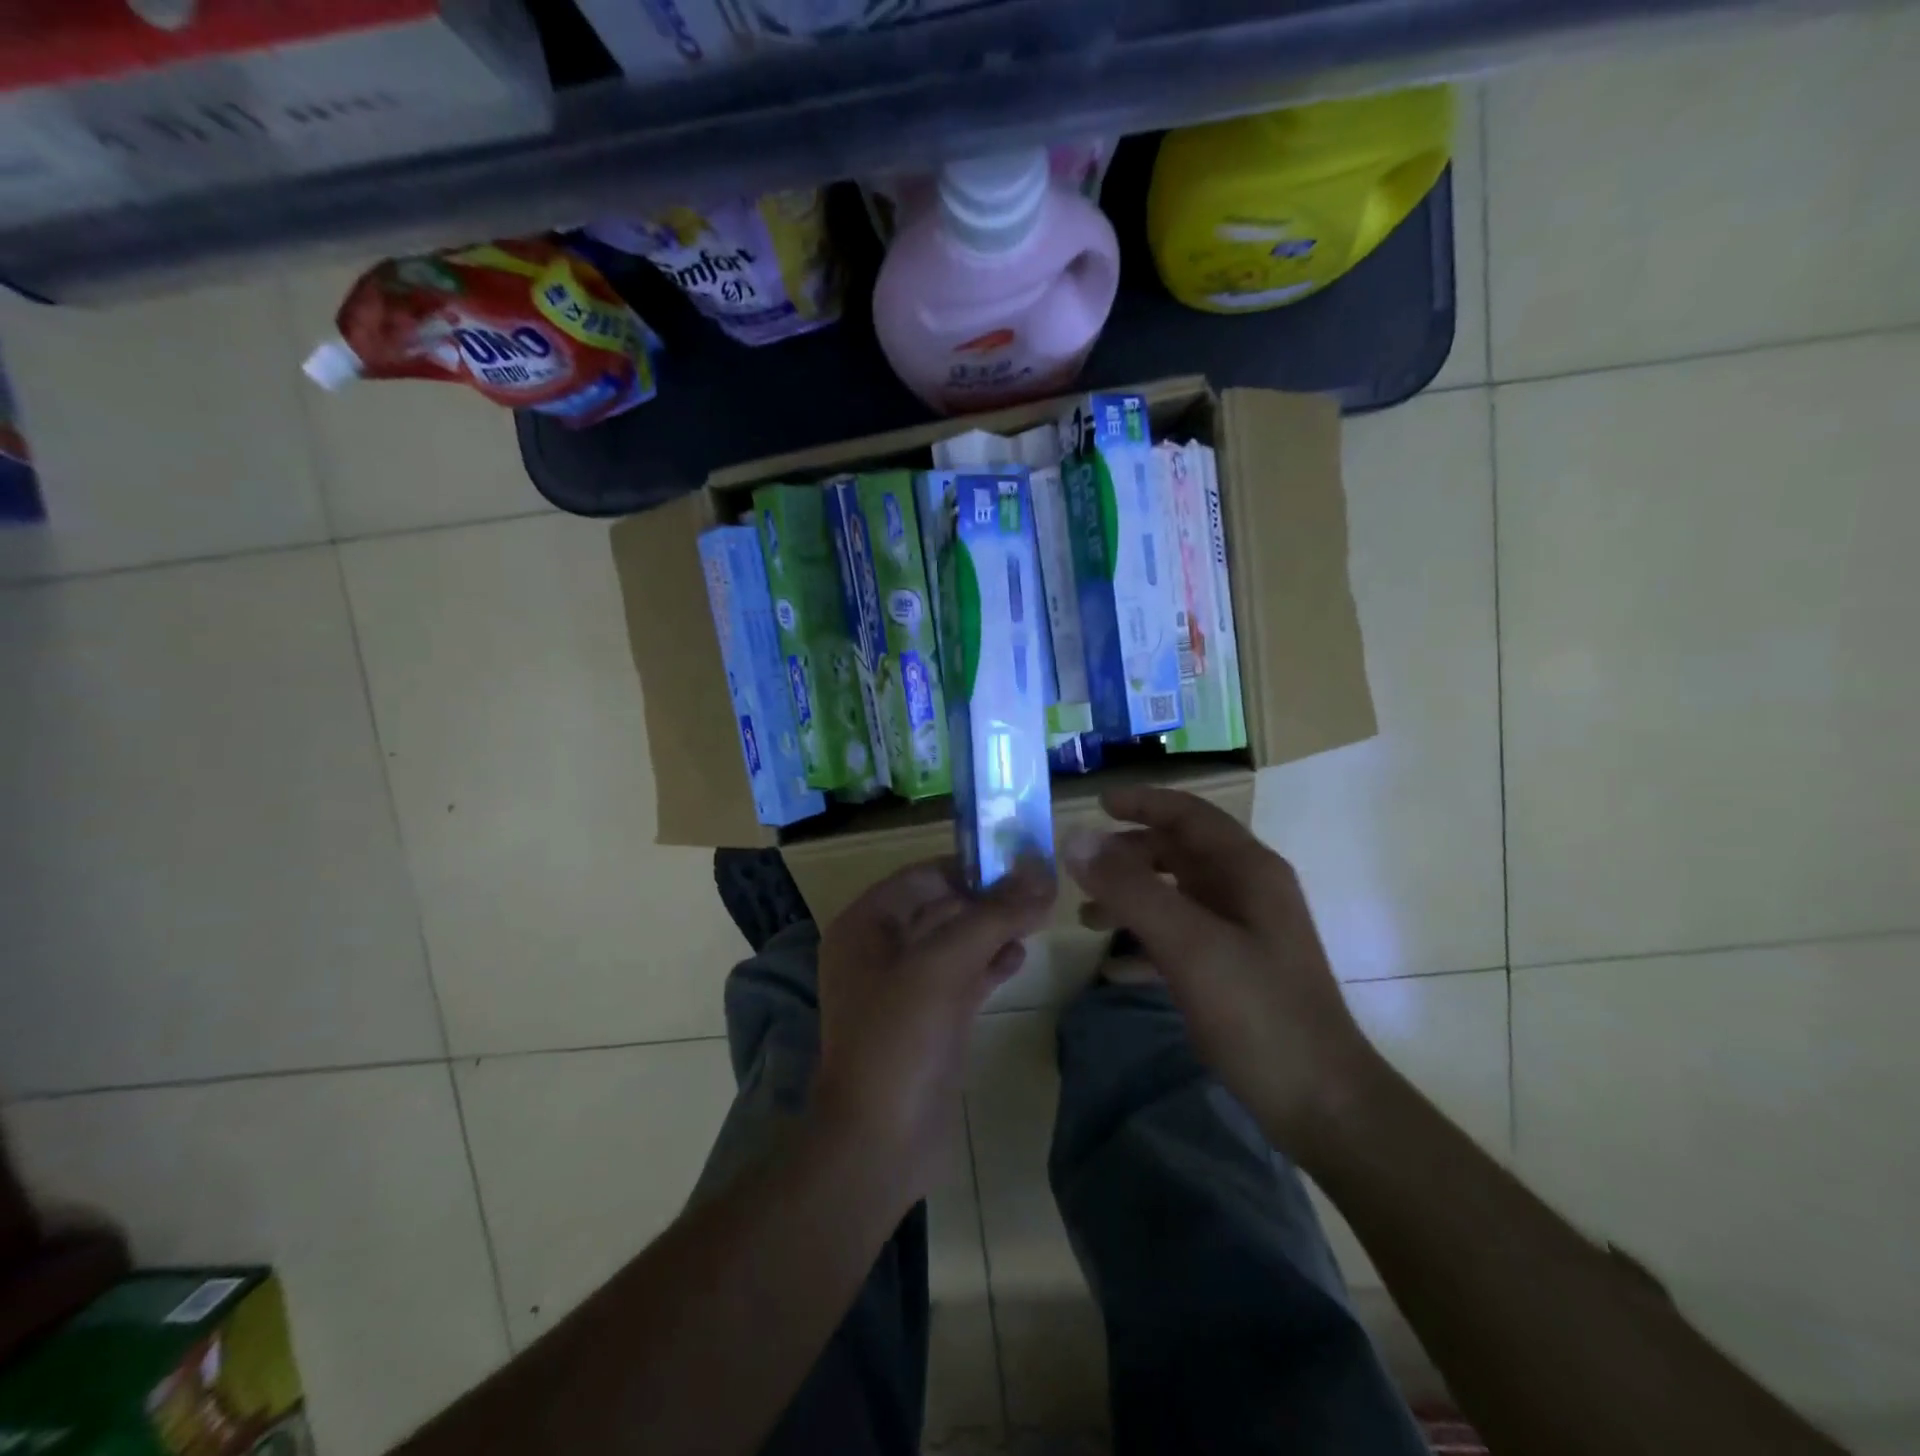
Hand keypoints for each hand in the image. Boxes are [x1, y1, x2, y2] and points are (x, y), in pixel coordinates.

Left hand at [812, 857, 1055, 1208]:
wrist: (879, 1142)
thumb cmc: (900, 1038)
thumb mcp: (944, 965)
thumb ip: (994, 915)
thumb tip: (1042, 871)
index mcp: (867, 925)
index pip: (924, 875)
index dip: (971, 865)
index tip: (1021, 861)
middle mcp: (881, 949)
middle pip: (942, 906)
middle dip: (989, 899)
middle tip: (1041, 890)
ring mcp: (905, 987)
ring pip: (956, 942)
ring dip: (994, 929)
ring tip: (1038, 920)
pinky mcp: (929, 1019)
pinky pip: (962, 977)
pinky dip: (990, 964)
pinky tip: (1021, 957)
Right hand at [1062, 786, 1379, 1150]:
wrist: (1322, 1104)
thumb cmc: (1258, 1012)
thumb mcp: (1189, 945)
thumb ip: (1131, 889)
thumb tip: (1076, 839)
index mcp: (1248, 871)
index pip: (1190, 815)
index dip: (1143, 803)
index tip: (1096, 804)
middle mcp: (1247, 891)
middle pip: (1179, 853)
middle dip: (1129, 856)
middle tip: (1082, 871)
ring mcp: (1243, 932)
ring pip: (1176, 895)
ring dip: (1132, 898)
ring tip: (1087, 919)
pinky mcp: (1235, 970)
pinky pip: (1180, 937)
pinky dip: (1146, 941)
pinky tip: (1113, 967)